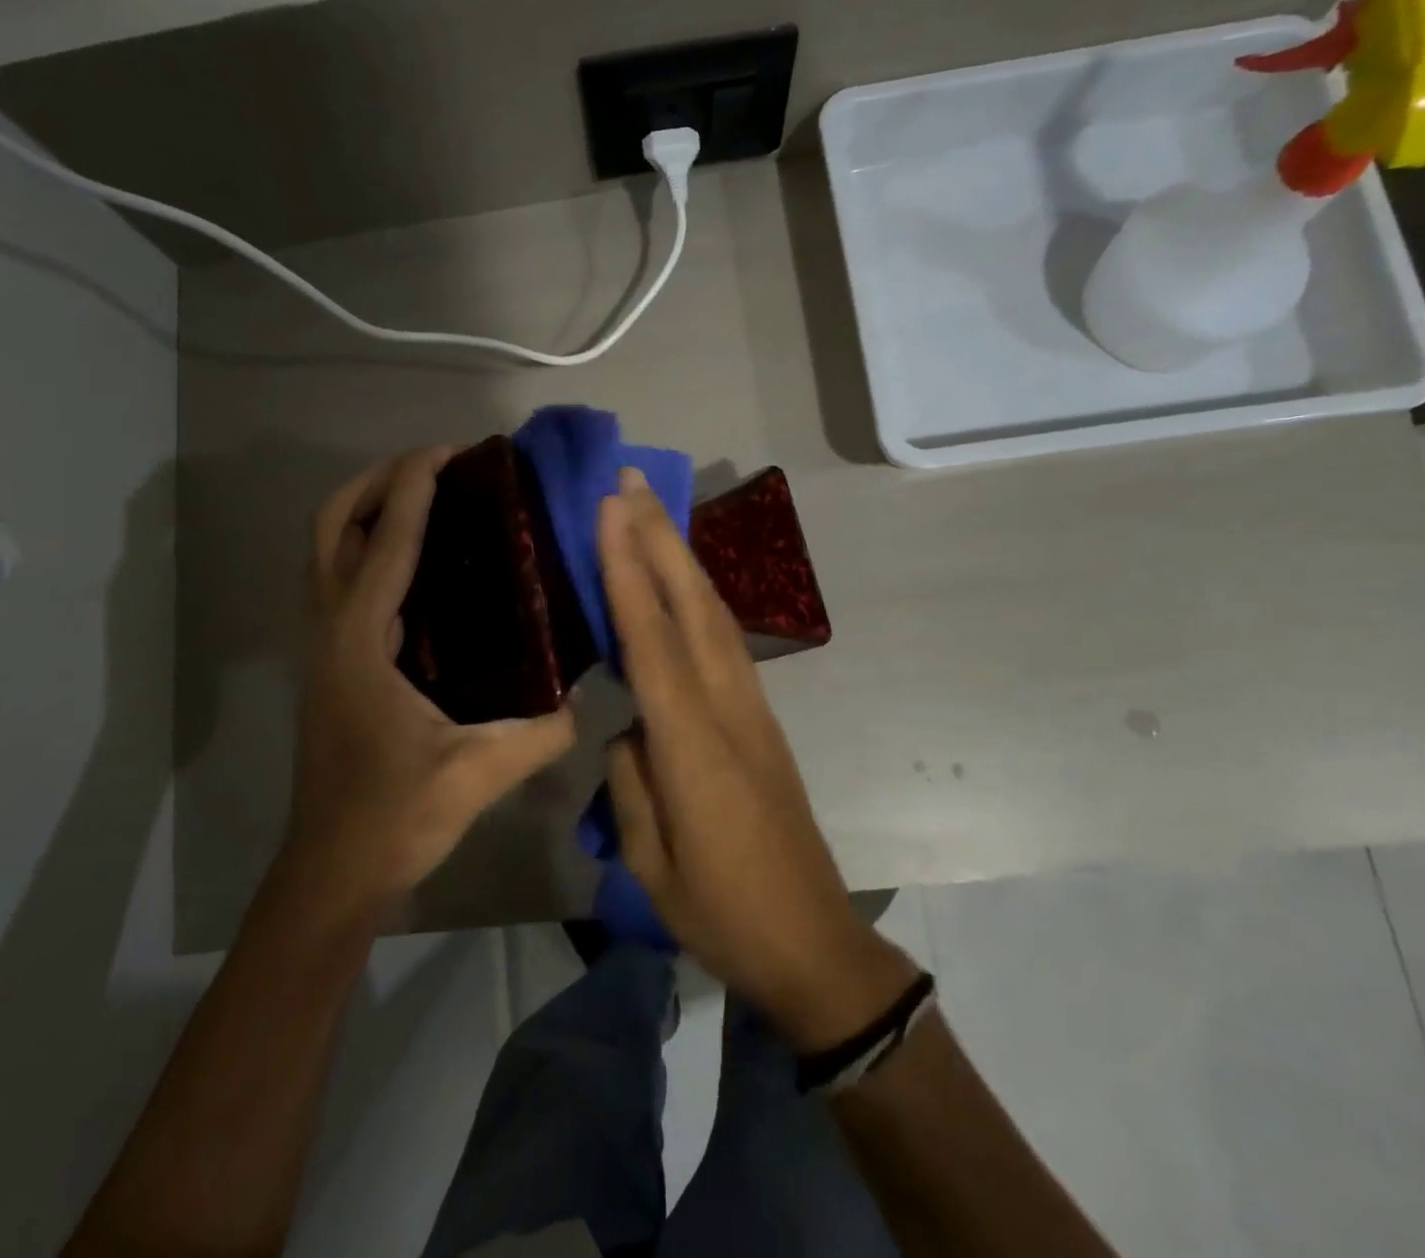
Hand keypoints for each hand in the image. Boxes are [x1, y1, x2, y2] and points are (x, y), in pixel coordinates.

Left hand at [282, 448, 577, 918]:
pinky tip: (421, 563)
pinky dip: (370, 548)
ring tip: (427, 496)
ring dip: (367, 509)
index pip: (385, 543)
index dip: (414, 488)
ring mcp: (324, 645)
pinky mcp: (332, 661)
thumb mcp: (477, 774)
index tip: (449, 451)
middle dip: (375, 482)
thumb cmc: (395, 817)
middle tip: (433, 467)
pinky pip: (342, 579)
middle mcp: (332, 630)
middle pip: (331, 526)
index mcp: (359, 642)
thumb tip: (585, 699)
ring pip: (327, 550)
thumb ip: (540, 734)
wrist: (334, 869)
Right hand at [599, 468, 917, 1051]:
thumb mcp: (650, 859)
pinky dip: (698, 597)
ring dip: (682, 557)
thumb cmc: (721, 911)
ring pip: (715, 614)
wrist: (813, 942)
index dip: (628, 569)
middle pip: (693, 605)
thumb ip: (631, 780)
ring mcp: (752, 708)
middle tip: (629, 481)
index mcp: (693, 743)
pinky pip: (725, 640)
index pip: (652, 638)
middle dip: (659, 537)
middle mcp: (728, 707)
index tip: (610, 510)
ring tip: (650, 513)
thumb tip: (627, 730)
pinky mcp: (762, 718)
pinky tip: (680, 583)